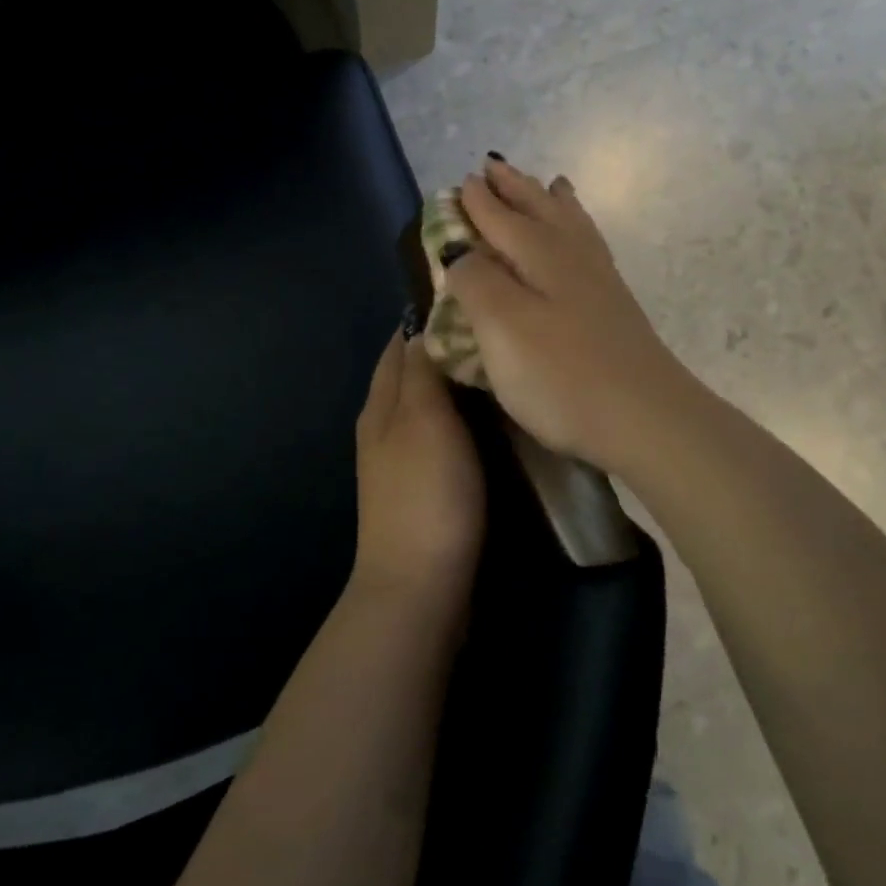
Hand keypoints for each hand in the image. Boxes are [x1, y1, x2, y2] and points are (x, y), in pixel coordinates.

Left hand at [353, 329, 485, 599]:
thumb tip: (423, 326)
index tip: (473, 298)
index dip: (430, 317)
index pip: (401, 343)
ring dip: (459, 385)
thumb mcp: (423, 419)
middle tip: (500, 331)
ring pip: (431, 405)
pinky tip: (495, 420)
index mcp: (381, 403)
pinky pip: (445, 436)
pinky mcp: (425, 487)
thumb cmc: (426, 495)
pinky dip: (466, 419)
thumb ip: (422, 371)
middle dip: (448, 348)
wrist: (419, 587)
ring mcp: (403, 459)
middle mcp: (385, 426)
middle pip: (414, 372)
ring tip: (503, 366)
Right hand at [445, 157, 695, 477]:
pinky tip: (580, 239)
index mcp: (539, 256)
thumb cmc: (561, 374)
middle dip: (514, 189)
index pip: (500, 218)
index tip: (462, 181)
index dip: (478, 202)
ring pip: (570, 225)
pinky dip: (580, 229)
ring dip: (551, 201)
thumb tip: (460, 251)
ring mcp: (599, 281)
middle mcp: (571, 257)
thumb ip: (476, 282)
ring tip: (548, 183)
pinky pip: (590, 246)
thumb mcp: (502, 327)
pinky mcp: (615, 306)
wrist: (645, 417)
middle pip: (538, 210)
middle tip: (494, 166)